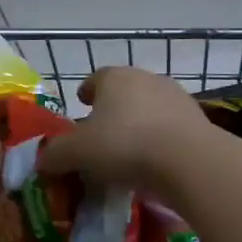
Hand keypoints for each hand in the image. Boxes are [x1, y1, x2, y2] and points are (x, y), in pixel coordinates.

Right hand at [36, 66, 212, 194]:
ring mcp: (178, 99)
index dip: (86, 92)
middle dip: (113, 110)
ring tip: (130, 152)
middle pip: (125, 92)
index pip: (96, 79)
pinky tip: (155, 164)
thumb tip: (41, 161)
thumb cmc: (124, 145)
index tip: (82, 105)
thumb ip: (54, 154)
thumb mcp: (77, 152)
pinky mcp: (201, 122)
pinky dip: (162, 141)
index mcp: (115, 78)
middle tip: (102, 134)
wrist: (191, 163)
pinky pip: (172, 130)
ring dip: (140, 125)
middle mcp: (147, 79)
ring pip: (151, 110)